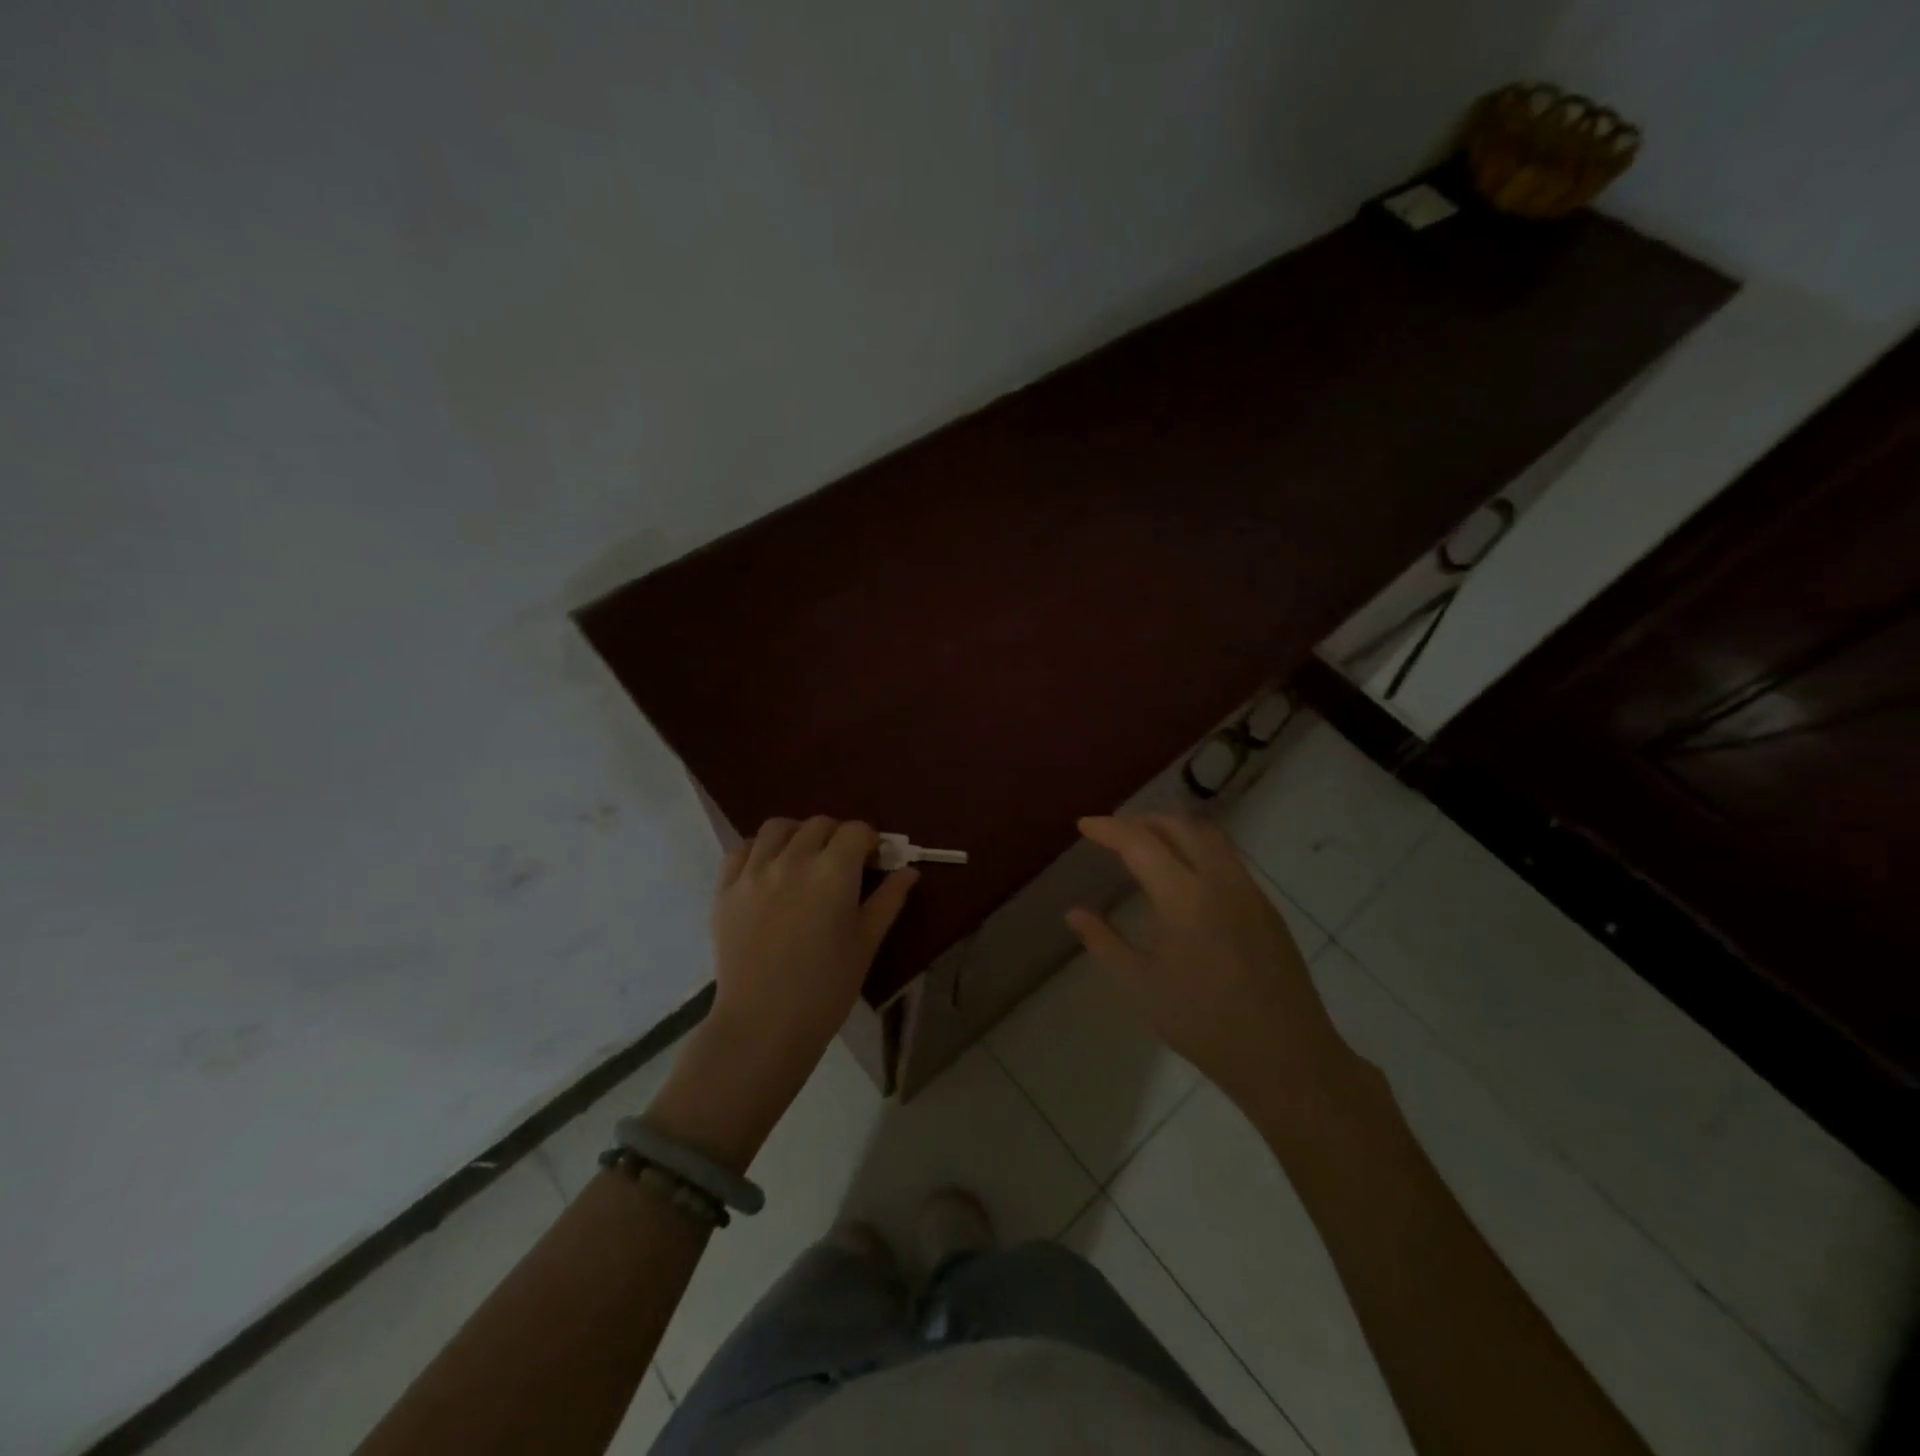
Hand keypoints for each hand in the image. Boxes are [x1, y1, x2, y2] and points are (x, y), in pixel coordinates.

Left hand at [712, 816, 915, 1070]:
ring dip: (797, 834)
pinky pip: (741, 850)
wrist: (764, 1024)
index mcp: (833, 871)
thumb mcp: (867, 943)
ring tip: (804, 858)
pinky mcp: (725, 889)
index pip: (856, 831)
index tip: (875, 861)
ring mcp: (754, 872)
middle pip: (819, 824)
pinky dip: (760, 850)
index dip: (870, 841)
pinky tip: (769, 871)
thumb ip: (889, 900)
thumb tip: (908, 871)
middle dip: (838, 836)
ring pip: (777, 828)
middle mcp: (793, 859)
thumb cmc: (827, 987)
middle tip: (844, 864)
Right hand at [1066, 815, 1348, 1109]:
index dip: (1109, 829)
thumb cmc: (1205, 1025)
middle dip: (1141, 821)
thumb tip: (1074, 914)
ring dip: (1173, 830)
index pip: (1140, 843)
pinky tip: (1184, 877)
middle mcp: (1220, 881)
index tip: (1084, 825)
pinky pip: (1227, 858)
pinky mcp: (1266, 907)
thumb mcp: (1142, 987)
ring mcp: (1249, 891)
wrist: (1287, 1058)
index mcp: (1184, 898)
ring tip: (1146, 845)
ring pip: (1209, 837)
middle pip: (1179, 826)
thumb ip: (1104, 943)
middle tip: (1113, 834)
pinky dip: (1197, 849)